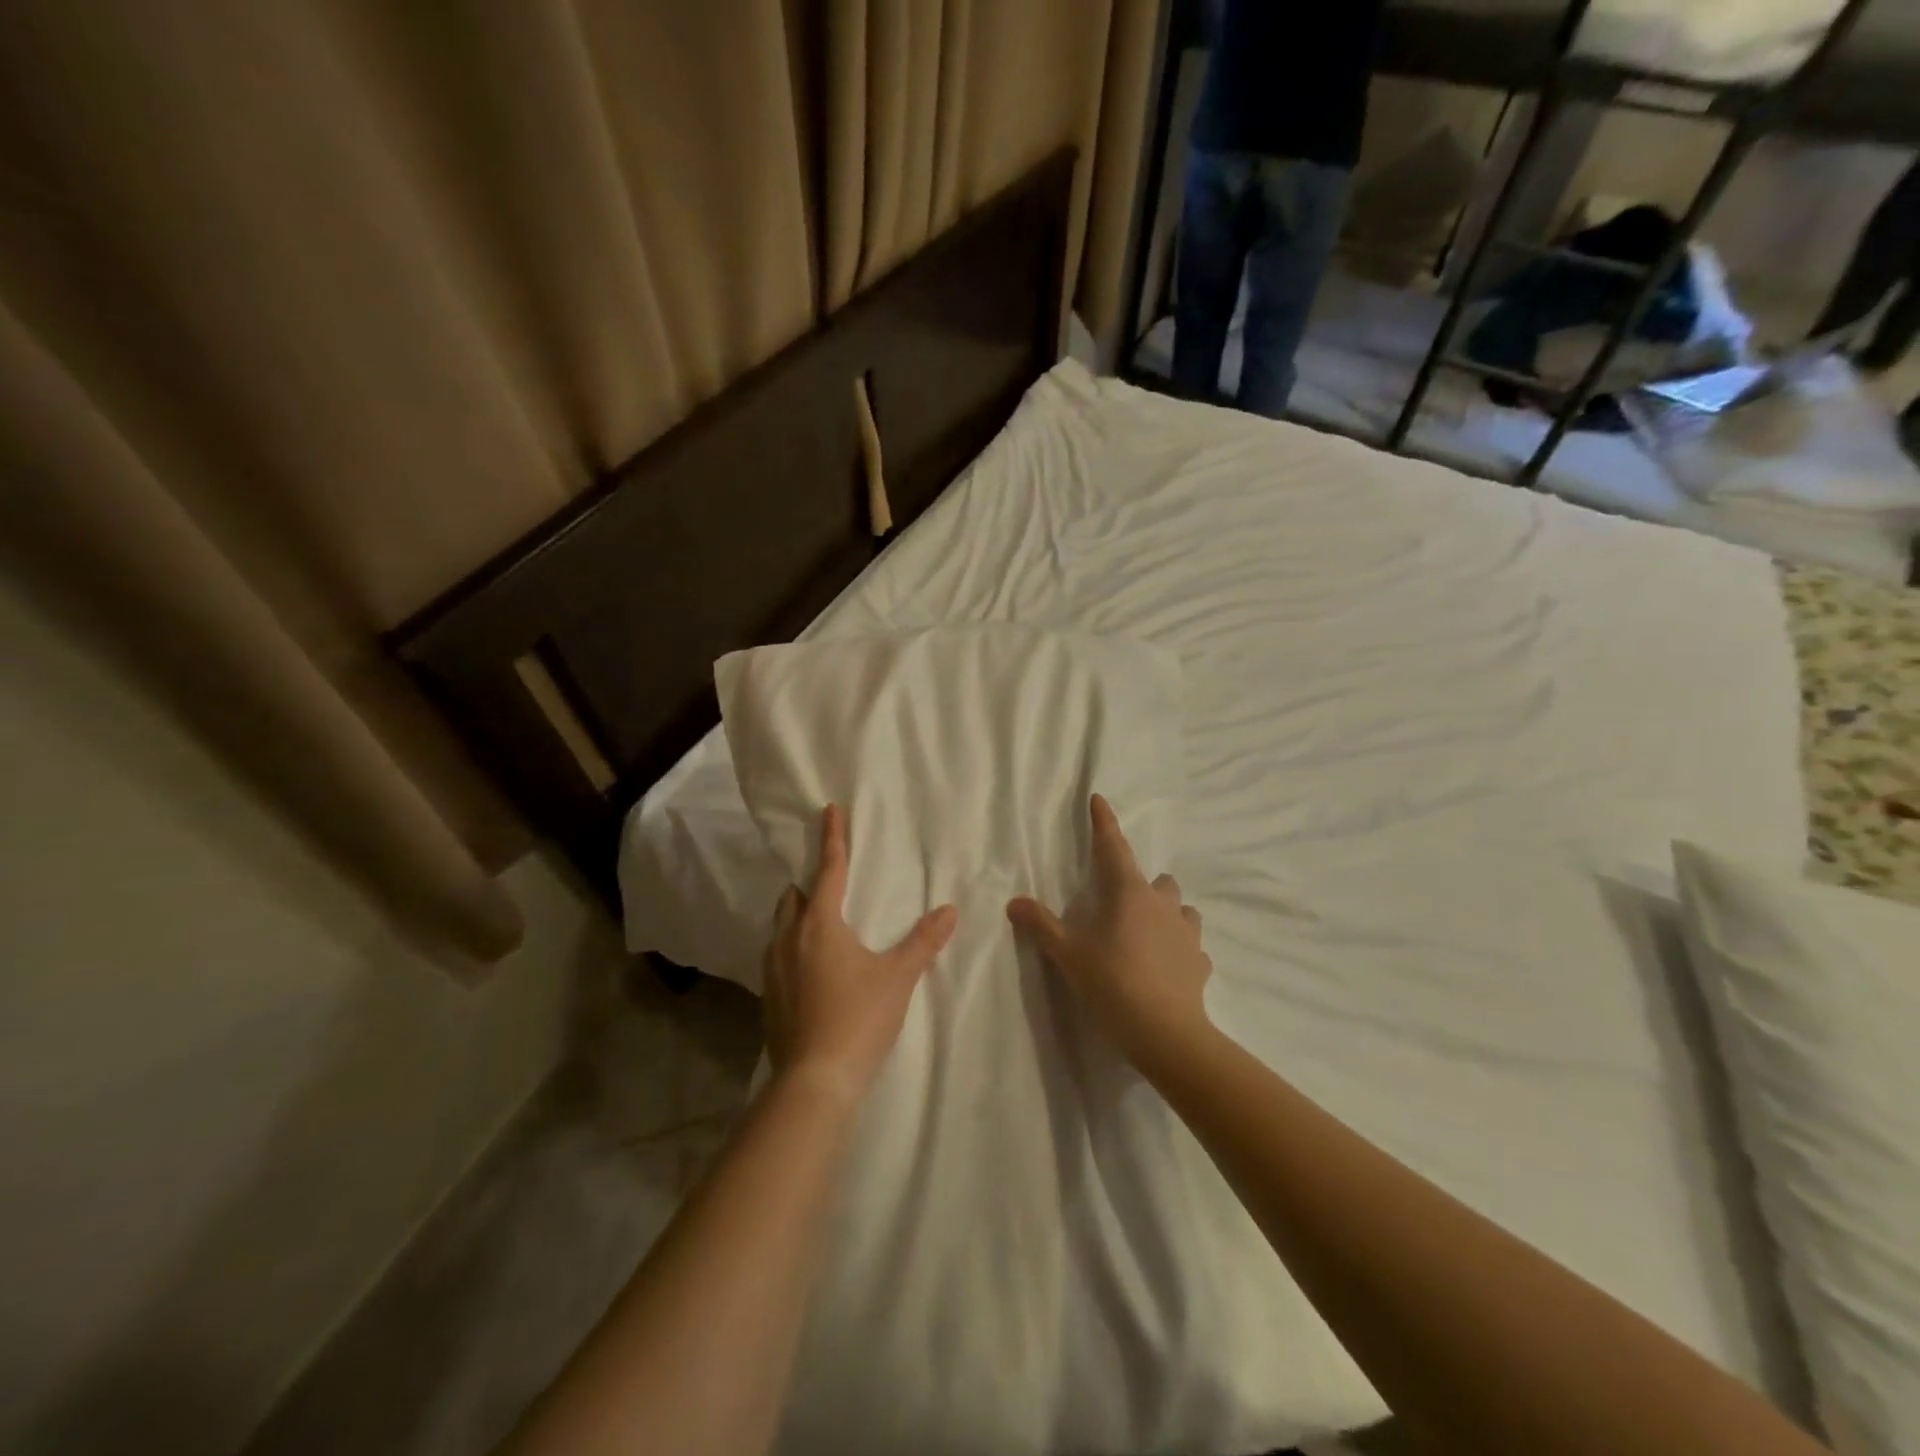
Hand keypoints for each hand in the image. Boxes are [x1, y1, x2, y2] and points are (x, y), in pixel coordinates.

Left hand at [762, 804, 958, 1102]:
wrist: (815, 1081)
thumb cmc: (859, 1018)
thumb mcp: (898, 977)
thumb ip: (924, 941)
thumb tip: (950, 910)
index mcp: (820, 924)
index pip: (828, 870)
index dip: (832, 838)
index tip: (829, 809)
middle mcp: (788, 939)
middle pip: (794, 897)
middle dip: (810, 884)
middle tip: (831, 883)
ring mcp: (772, 970)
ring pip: (780, 927)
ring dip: (797, 916)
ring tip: (820, 923)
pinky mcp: (768, 998)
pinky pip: (776, 956)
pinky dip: (791, 947)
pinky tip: (809, 968)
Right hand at [1007, 794, 1212, 1070]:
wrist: (1166, 1033)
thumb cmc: (1112, 983)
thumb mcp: (1068, 954)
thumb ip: (1041, 925)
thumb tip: (1014, 902)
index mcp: (1128, 893)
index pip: (1113, 847)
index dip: (1104, 823)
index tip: (1099, 799)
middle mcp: (1162, 904)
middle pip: (1155, 878)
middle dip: (1139, 882)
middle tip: (1118, 903)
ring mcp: (1186, 932)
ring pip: (1179, 907)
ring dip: (1164, 911)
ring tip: (1146, 931)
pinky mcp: (1199, 961)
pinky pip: (1190, 944)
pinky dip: (1178, 946)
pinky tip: (1166, 964)